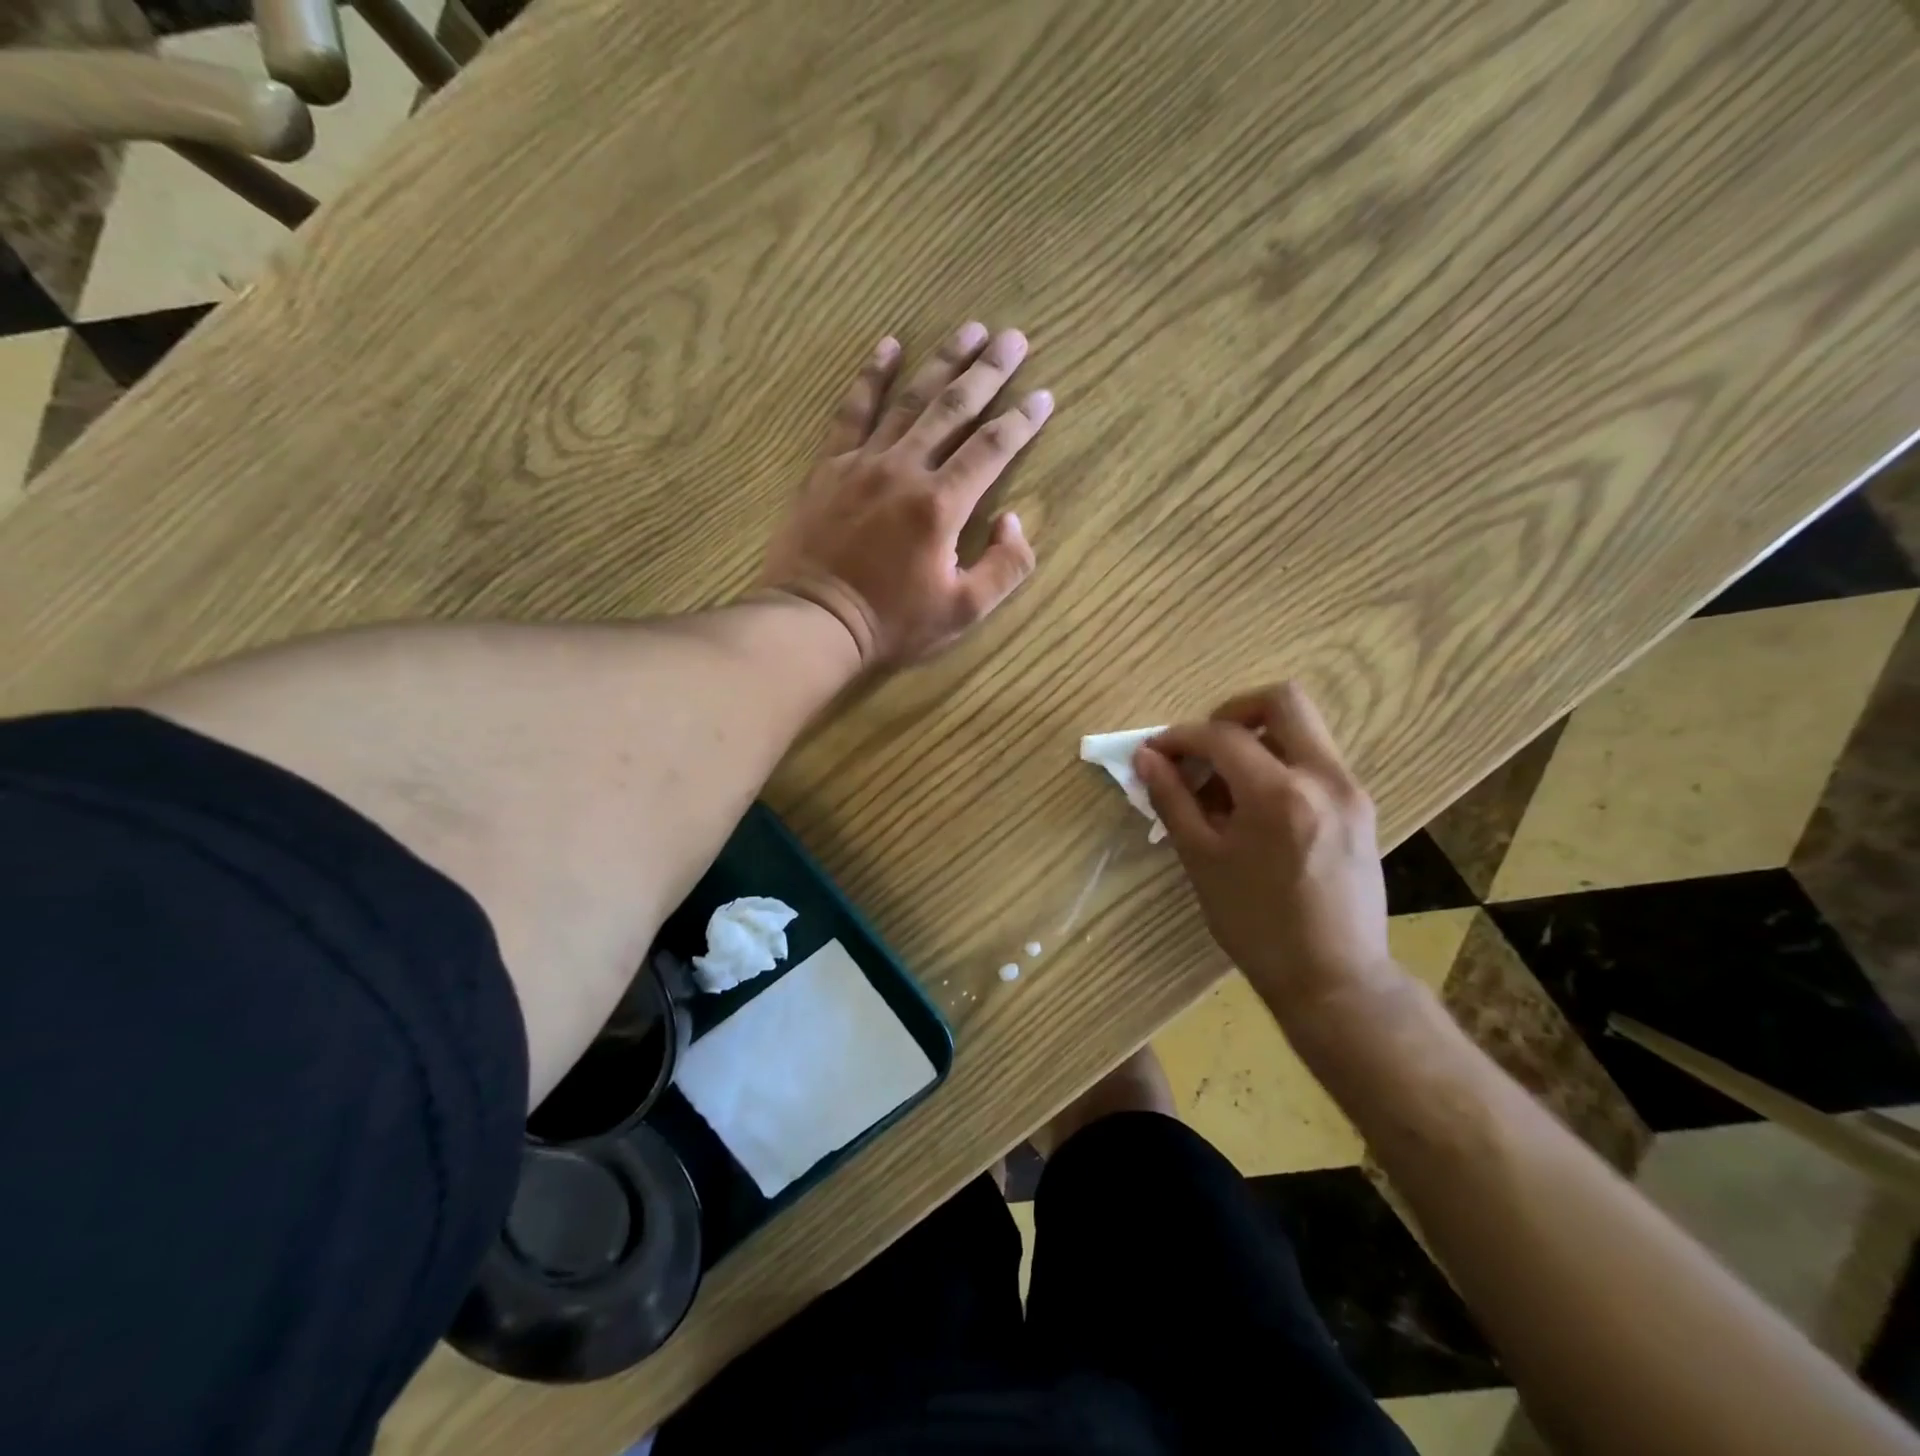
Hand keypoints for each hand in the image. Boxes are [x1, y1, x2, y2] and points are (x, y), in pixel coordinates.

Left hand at [759, 323, 1052, 668]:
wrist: (814, 622)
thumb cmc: (892, 623)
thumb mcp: (963, 611)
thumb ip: (1004, 567)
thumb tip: (1014, 521)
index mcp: (941, 505)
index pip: (992, 449)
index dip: (1022, 421)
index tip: (1044, 397)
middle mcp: (905, 469)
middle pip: (954, 409)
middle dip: (989, 372)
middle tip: (1014, 338)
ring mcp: (862, 462)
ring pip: (909, 400)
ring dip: (942, 362)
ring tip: (969, 330)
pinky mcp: (829, 466)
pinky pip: (851, 411)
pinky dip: (870, 376)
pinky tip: (887, 345)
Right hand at [1135, 683, 1393, 1017]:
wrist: (1334, 978)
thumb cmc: (1256, 925)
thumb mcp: (1202, 860)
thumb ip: (1172, 799)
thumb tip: (1146, 757)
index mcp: (1279, 793)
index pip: (1222, 735)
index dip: (1180, 737)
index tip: (1156, 753)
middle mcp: (1324, 778)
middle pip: (1282, 701)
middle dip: (1233, 712)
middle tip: (1203, 747)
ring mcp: (1350, 790)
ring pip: (1302, 729)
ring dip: (1257, 740)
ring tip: (1224, 786)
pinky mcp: (1360, 808)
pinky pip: (1315, 760)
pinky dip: (1280, 764)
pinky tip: (1254, 808)